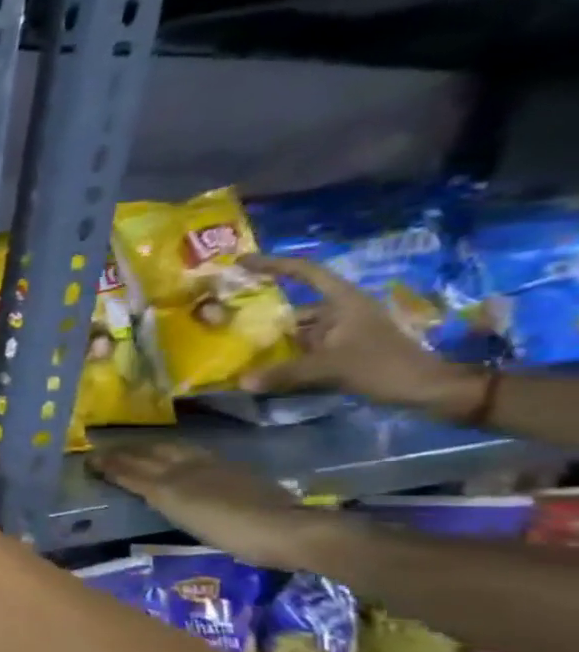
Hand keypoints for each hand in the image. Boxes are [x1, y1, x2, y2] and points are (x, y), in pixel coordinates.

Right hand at [89, 441, 334, 570]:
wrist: (287, 529)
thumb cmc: (230, 531)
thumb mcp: (182, 515)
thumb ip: (154, 493)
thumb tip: (125, 475)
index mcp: (170, 480)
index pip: (132, 468)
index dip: (110, 463)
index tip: (89, 459)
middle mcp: (187, 467)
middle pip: (150, 454)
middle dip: (126, 452)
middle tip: (106, 450)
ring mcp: (213, 467)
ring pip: (172, 451)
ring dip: (150, 448)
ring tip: (137, 448)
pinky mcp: (233, 472)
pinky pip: (192, 454)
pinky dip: (175, 452)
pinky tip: (177, 456)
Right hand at [240, 254, 482, 415]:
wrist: (427, 389)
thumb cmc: (384, 366)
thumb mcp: (332, 367)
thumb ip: (284, 373)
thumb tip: (242, 381)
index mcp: (344, 302)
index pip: (306, 273)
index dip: (274, 264)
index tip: (241, 262)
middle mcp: (340, 311)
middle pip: (294, 303)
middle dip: (262, 309)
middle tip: (224, 313)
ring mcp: (340, 332)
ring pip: (296, 328)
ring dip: (270, 335)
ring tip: (234, 342)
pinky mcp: (339, 350)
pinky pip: (301, 346)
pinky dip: (281, 353)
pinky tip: (259, 363)